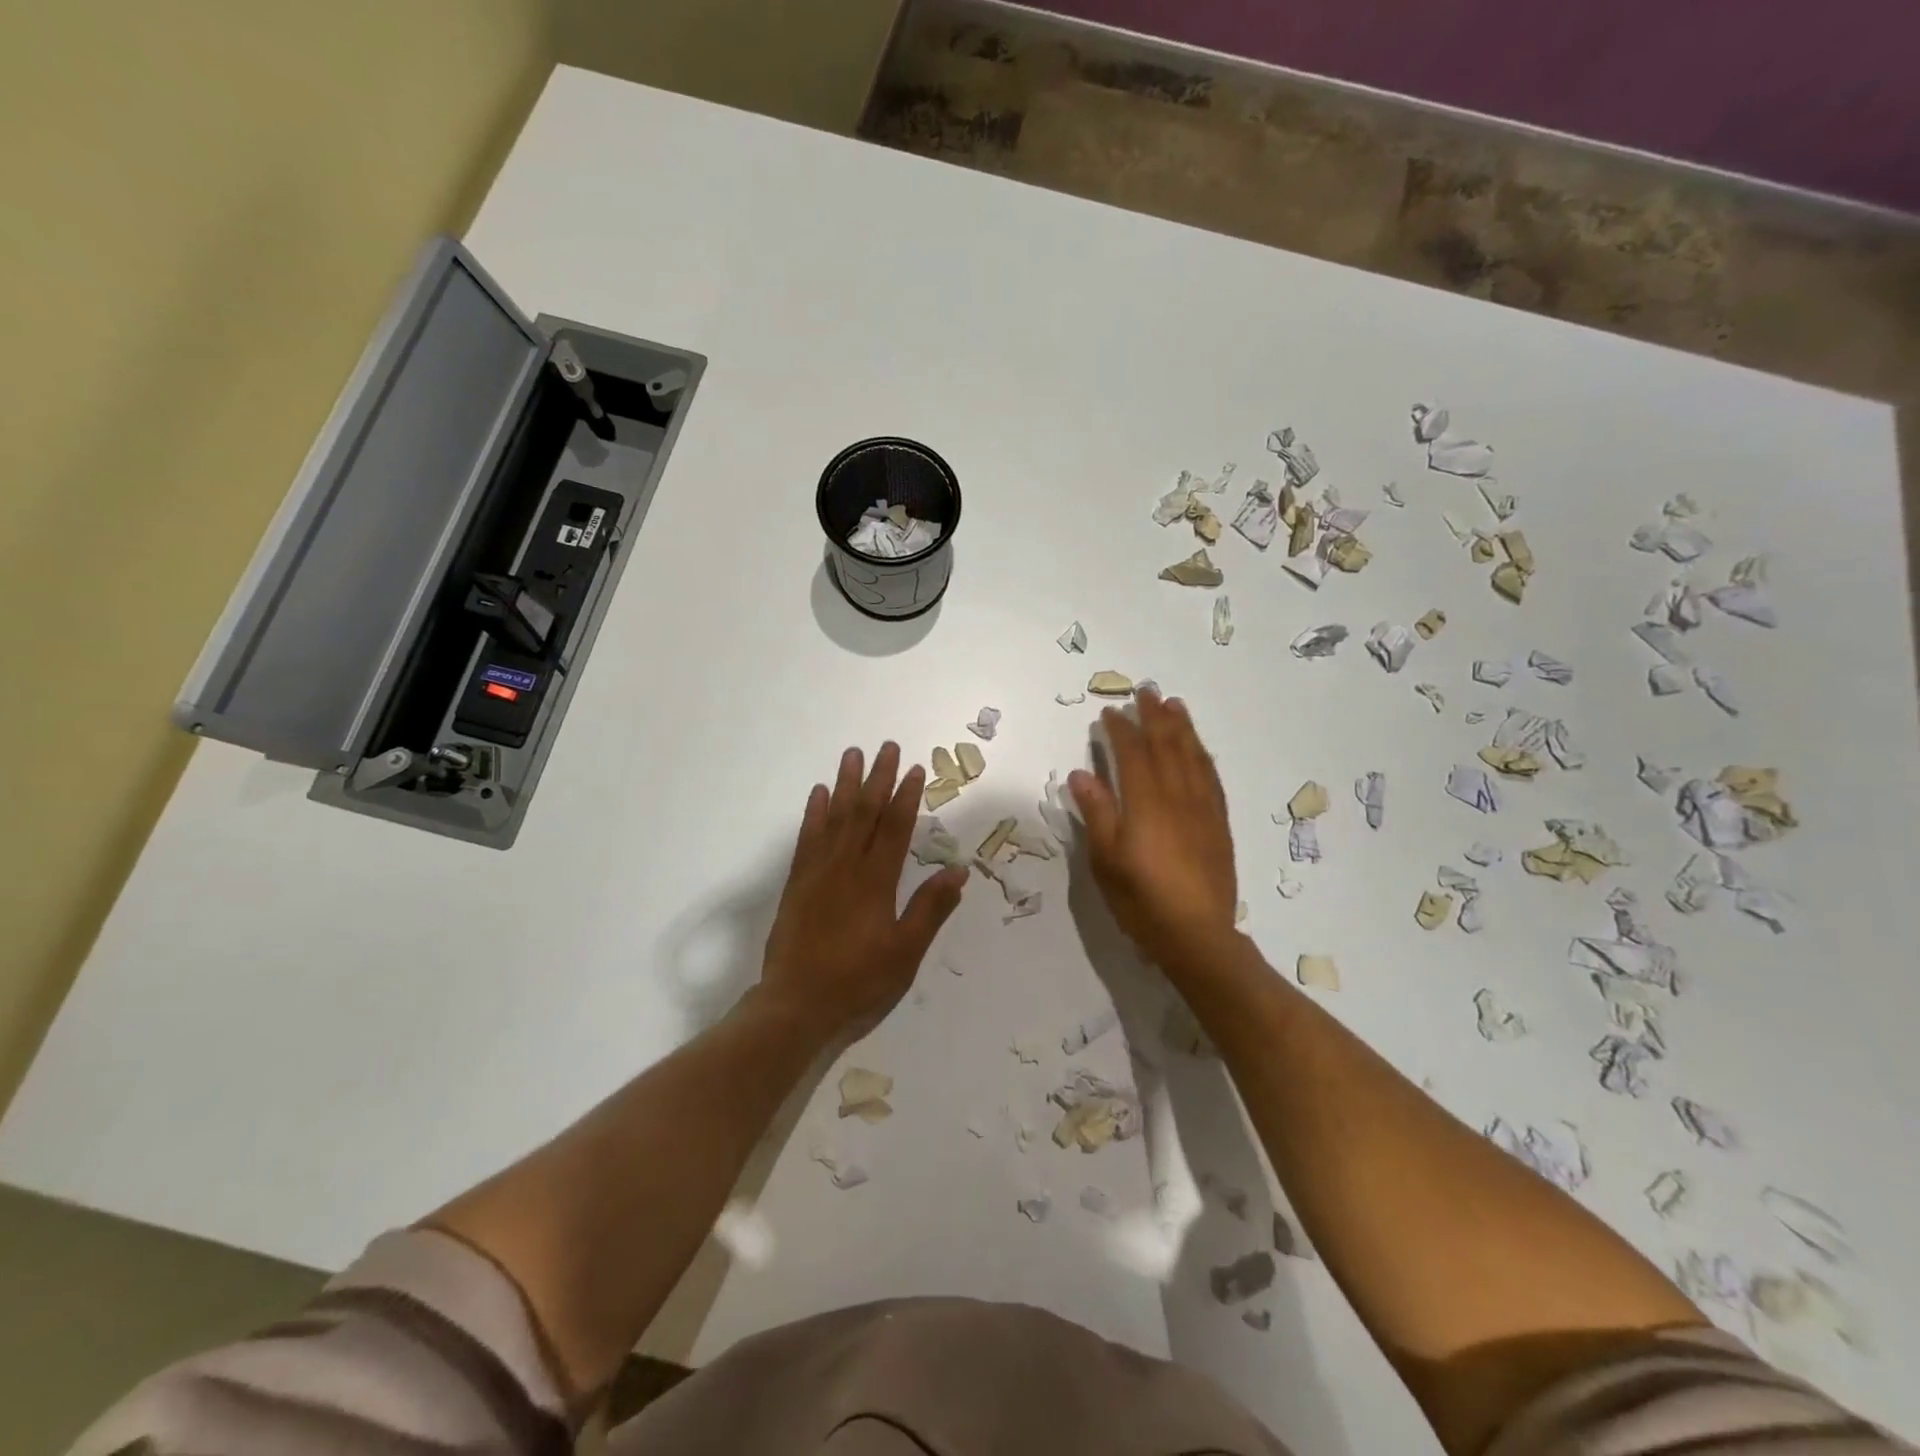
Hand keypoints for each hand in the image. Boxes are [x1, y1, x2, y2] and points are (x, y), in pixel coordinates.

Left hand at [759, 743, 966, 1041]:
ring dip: (845, 784)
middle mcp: (846, 867)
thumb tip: (958, 870)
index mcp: (876, 882)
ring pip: (834, 818)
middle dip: (877, 778)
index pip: (895, 828)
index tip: (915, 769)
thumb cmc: (859, 982)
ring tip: (852, 755)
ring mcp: (818, 873)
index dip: (906, 797)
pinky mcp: (797, 884)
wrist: (796, 1005)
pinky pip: (807, 838)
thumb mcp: (905, 952)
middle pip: (864, 813)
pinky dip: (813, 813)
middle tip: (886, 747)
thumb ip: (930, 908)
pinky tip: (818, 794)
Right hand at [1068, 690, 1238, 974]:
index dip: (1120, 730)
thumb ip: (1097, 813)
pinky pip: (1211, 777)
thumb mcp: (1106, 860)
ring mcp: (1203, 808)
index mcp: (1145, 803)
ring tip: (1174, 705)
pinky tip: (1199, 748)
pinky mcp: (1218, 823)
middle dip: (1154, 716)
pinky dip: (1202, 755)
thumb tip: (1082, 773)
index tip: (1109, 712)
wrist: (1197, 935)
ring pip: (1193, 756)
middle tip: (1146, 691)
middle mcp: (1177, 796)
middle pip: (1166, 746)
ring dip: (1182, 728)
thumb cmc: (1142, 900)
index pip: (1132, 754)